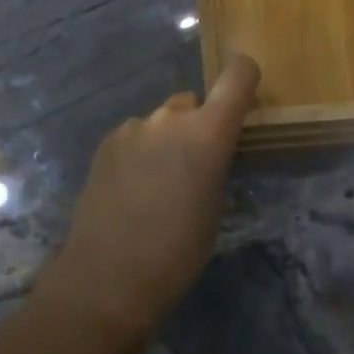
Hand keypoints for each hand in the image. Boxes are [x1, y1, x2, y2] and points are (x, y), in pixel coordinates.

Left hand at [41, 54, 261, 340]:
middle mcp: (170, 117)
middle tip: (193, 166)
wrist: (107, 277)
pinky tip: (131, 188)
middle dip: (198, 126)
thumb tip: (211, 151)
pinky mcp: (107, 140)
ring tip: (157, 184)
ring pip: (161, 121)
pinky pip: (135, 135)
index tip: (246, 96)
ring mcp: (134, 126)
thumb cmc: (176, 253)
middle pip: (193, 103)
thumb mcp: (214, 208)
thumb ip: (215, 164)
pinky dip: (140, 152)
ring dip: (166, 140)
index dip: (245, 77)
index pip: (237, 76)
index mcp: (207, 132)